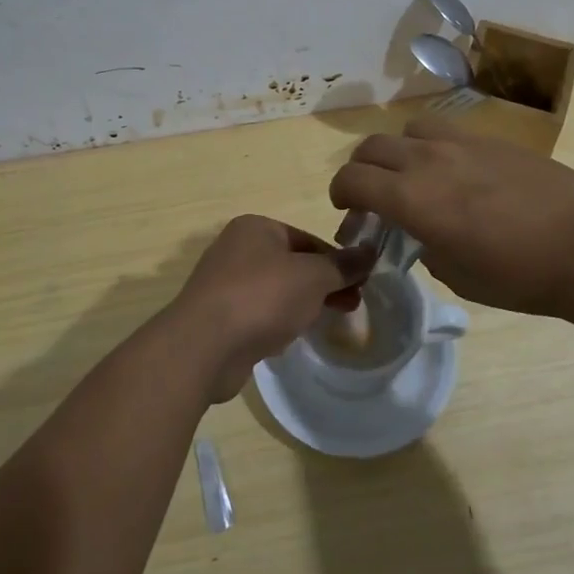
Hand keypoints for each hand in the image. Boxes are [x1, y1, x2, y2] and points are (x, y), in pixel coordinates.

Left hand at [165, 215, 375, 402]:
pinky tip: (291, 337)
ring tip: (328, 321)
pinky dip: (278, 321)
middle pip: (293, 264)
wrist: (204, 345)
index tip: (361, 283)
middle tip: (352, 304)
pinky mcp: (220, 317)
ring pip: (277, 290)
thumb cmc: (262, 296)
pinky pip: (259, 314)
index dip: (337, 260)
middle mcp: (237, 249)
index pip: (308, 239)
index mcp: (256, 228)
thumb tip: (369, 252)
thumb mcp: (313, 276)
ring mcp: (225, 284)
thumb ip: (342, 265)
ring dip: (303, 303)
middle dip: (324, 284)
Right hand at [328, 116, 573, 315]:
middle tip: (374, 196)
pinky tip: (458, 172)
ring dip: (399, 151)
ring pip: (409, 130)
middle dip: (362, 170)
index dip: (340, 193)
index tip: (348, 210)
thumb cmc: (519, 275)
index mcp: (412, 198)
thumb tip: (424, 234)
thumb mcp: (458, 276)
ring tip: (415, 175)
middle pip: (372, 147)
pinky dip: (435, 147)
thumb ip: (426, 249)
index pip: (352, 178)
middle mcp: (428, 160)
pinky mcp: (493, 139)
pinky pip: (448, 131)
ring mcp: (463, 143)